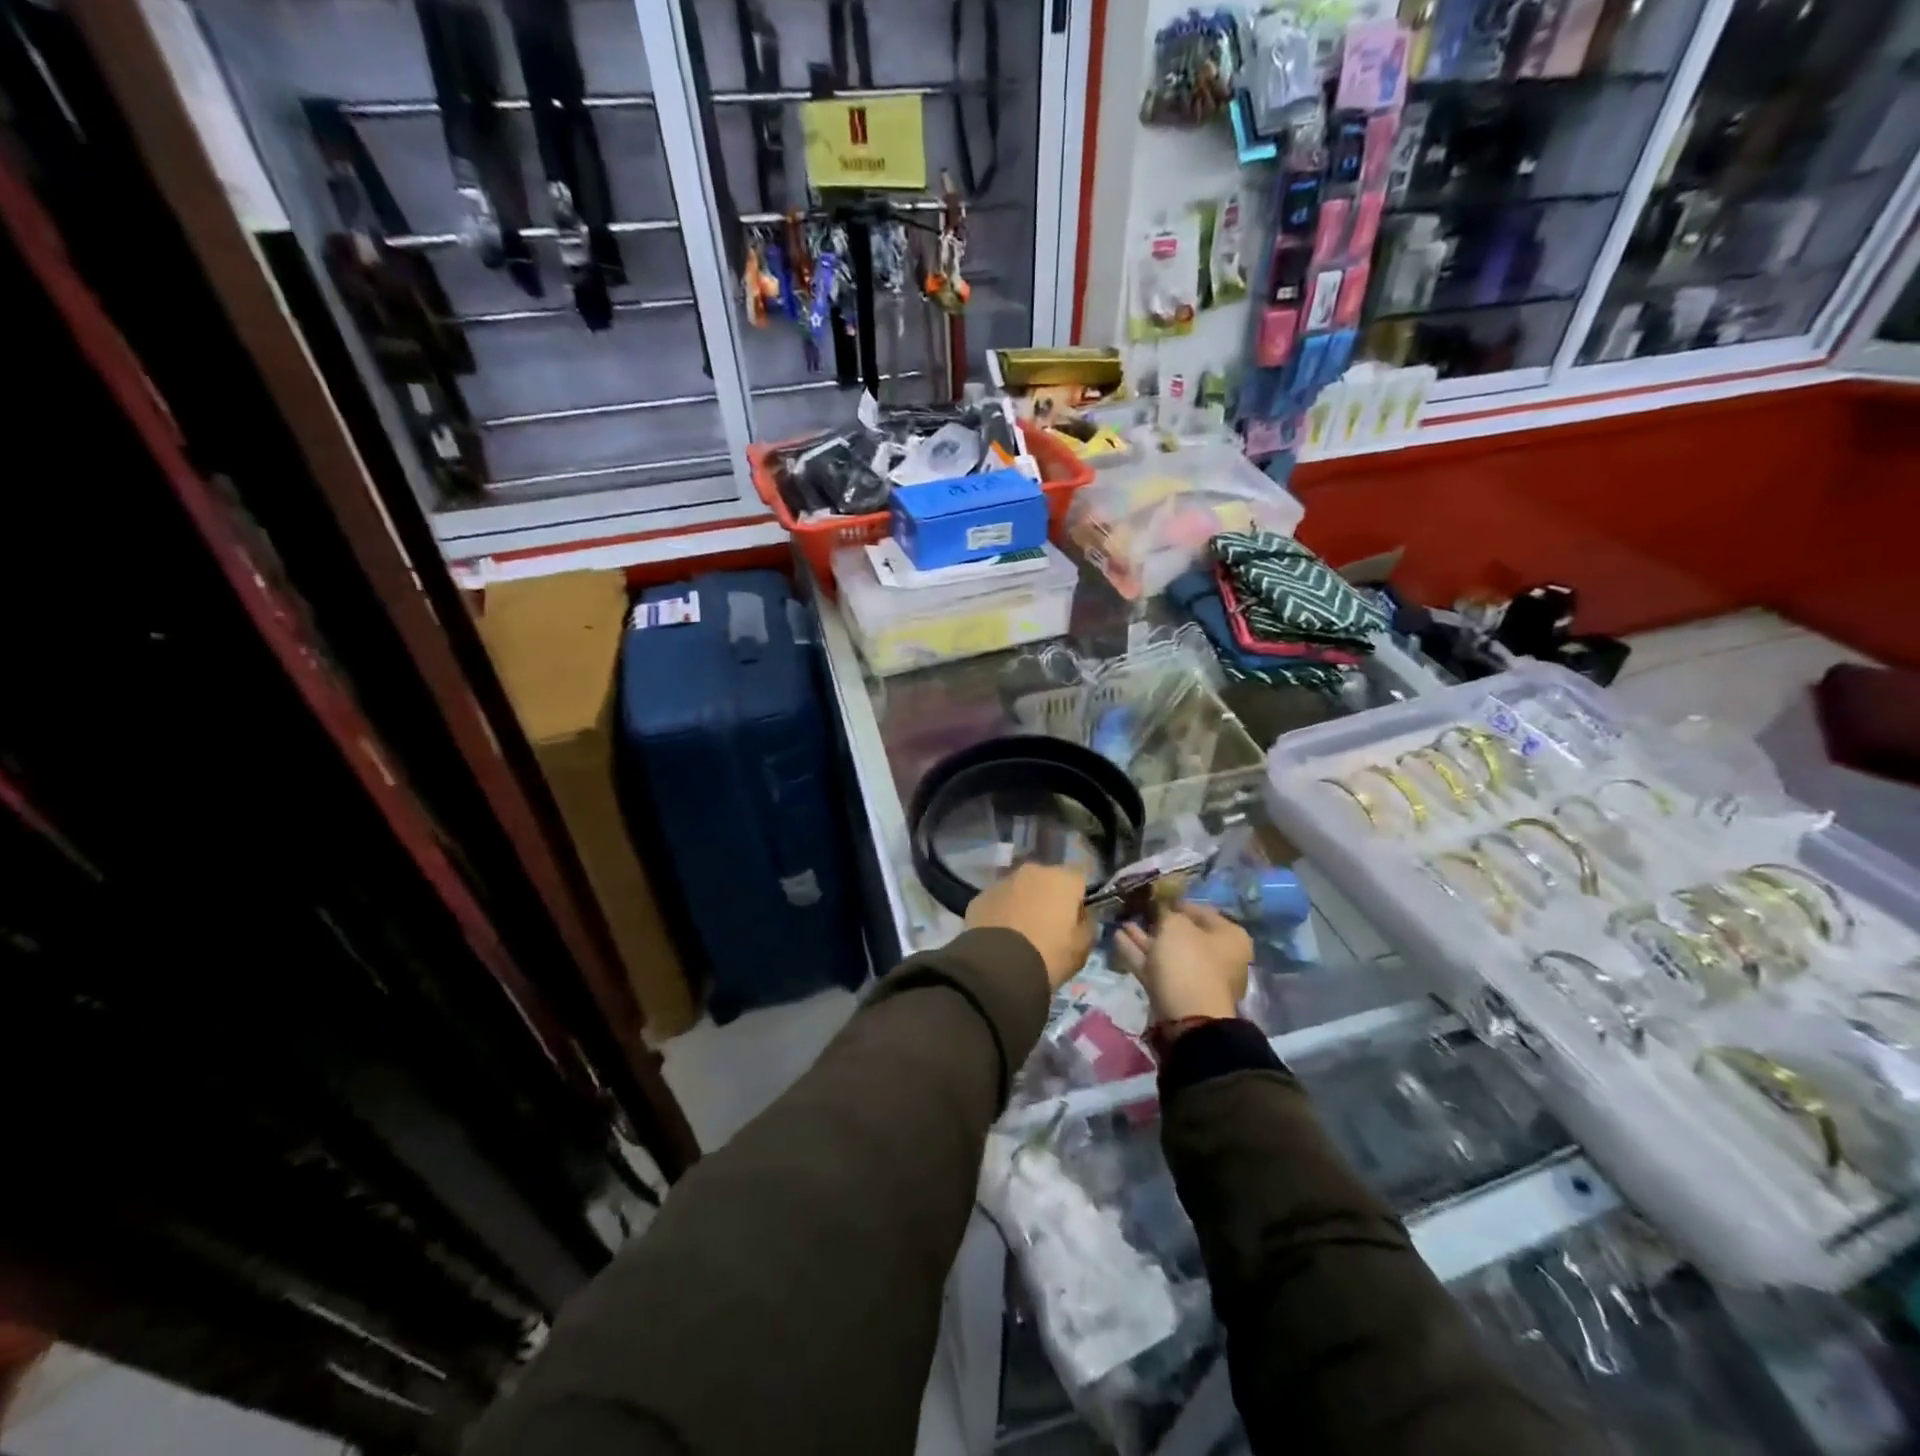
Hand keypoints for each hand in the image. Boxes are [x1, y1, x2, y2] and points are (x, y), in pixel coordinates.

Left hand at [966, 863, 1094, 989]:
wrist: (998, 968)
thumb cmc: (1049, 956)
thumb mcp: (1082, 948)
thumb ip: (1087, 925)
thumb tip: (1082, 916)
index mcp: (1063, 879)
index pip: (1079, 877)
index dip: (1079, 895)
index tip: (1076, 916)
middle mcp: (1032, 871)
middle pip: (1047, 879)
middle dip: (1049, 896)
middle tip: (1048, 925)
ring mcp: (1003, 882)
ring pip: (1020, 888)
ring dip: (1023, 902)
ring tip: (1021, 932)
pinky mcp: (980, 896)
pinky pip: (998, 901)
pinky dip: (1001, 912)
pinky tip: (1000, 936)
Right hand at [1112, 902, 1253, 1022]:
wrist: (1188, 1017)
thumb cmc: (1189, 962)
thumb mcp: (1176, 926)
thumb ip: (1166, 912)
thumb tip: (1162, 907)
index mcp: (1228, 937)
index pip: (1201, 911)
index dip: (1176, 902)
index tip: (1155, 895)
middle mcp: (1216, 956)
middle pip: (1183, 934)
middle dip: (1158, 922)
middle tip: (1137, 910)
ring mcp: (1195, 976)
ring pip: (1166, 951)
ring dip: (1144, 937)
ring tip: (1122, 922)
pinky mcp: (1176, 992)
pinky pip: (1156, 966)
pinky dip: (1138, 954)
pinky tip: (1118, 939)